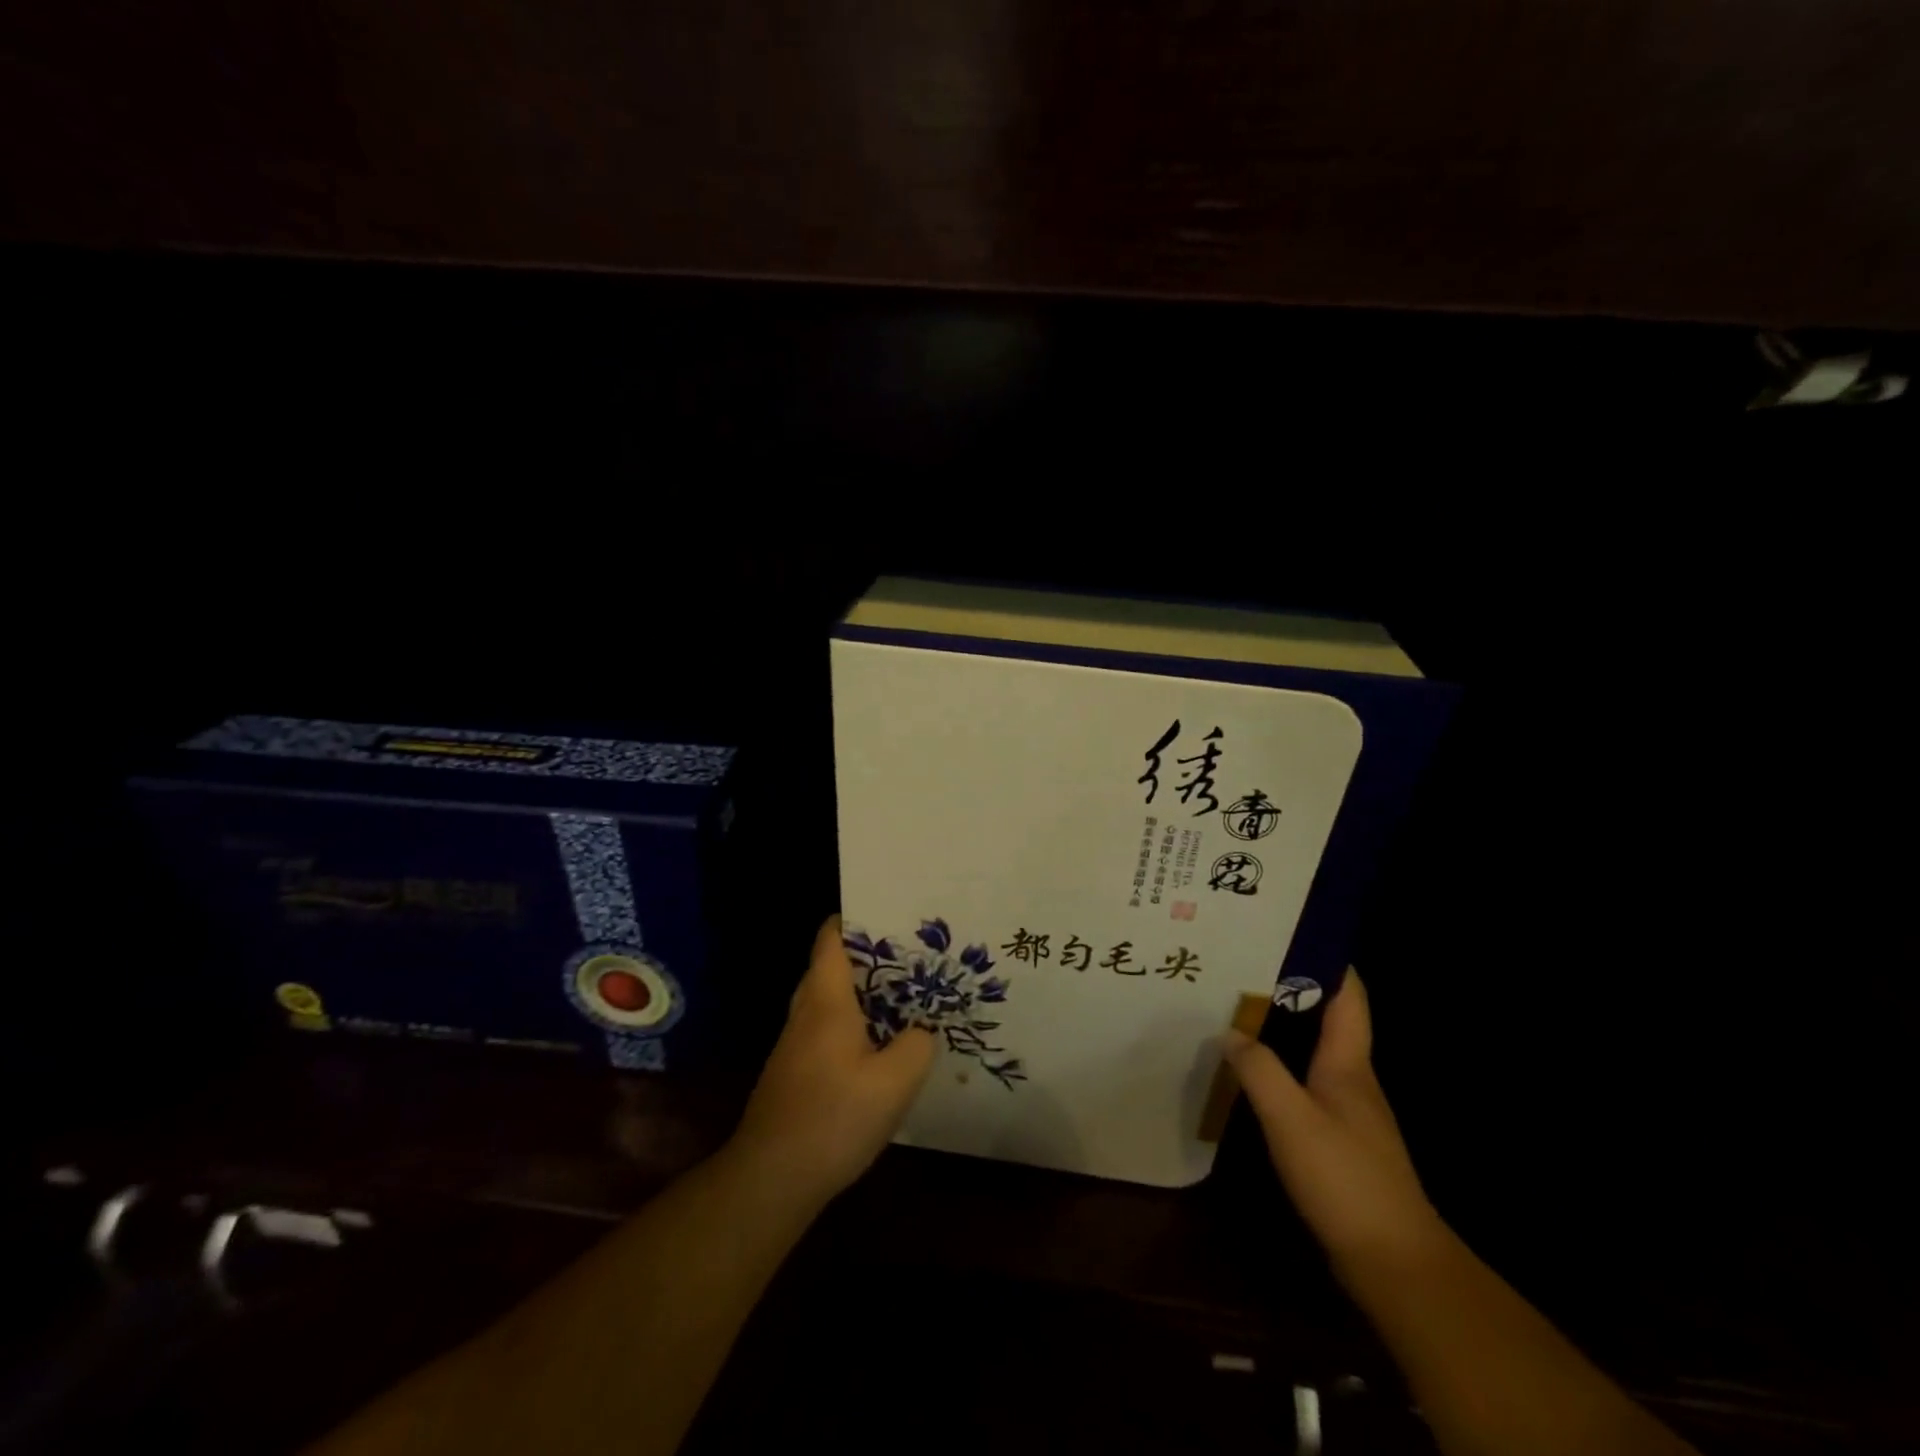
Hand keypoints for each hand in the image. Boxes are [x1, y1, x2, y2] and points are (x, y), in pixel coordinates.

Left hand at [728, 915, 936, 1204]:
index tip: (893, 915)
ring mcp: (795, 1043)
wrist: (771, 1178)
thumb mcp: (895, 1081)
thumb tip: (921, 1031)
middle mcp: (806, 1012)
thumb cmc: (833, 1117)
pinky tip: (882, 1047)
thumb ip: (917, 1045)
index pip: (831, 939)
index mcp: (826, 1000)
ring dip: (864, 994)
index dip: (856, 919)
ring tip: (906, 997)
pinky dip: (854, 1025)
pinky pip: (828, 1030)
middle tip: (913, 957)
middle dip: (870, 957)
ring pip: (831, 1001)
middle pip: (832, 966)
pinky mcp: (795, 1071)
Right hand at [1224, 970, 1446, 1280]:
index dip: (1328, 961)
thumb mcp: (1291, 1118)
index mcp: (1349, 1064)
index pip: (1348, 997)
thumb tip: (1230, 1031)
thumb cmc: (1345, 1178)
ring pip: (1315, 1052)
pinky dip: (1282, 1066)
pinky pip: (1307, 1084)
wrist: (1392, 1261)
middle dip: (1293, 989)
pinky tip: (1253, 1073)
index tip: (1292, 932)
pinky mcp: (1339, 1140)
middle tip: (1245, 967)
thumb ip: (1259, 1070)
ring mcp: (1349, 1111)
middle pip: (1329, 1019)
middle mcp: (1353, 1079)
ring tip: (1239, 1011)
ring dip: (1284, 1028)